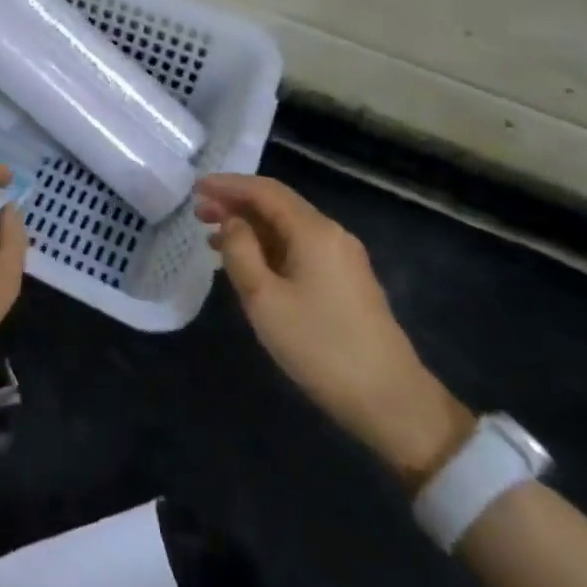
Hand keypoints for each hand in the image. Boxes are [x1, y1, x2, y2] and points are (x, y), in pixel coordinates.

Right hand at [196, 174, 474, 488]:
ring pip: (287, 227)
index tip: (196, 188)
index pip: (264, 191)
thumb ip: (240, 251)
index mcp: (313, 231)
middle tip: (198, 213)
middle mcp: (331, 234)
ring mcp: (343, 258)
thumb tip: (232, 222)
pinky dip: (268, 246)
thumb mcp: (263, 299)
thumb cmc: (319, 346)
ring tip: (213, 239)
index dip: (228, 185)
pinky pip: (298, 247)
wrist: (391, 400)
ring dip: (250, 226)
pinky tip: (248, 263)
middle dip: (236, 204)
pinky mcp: (346, 281)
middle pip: (277, 205)